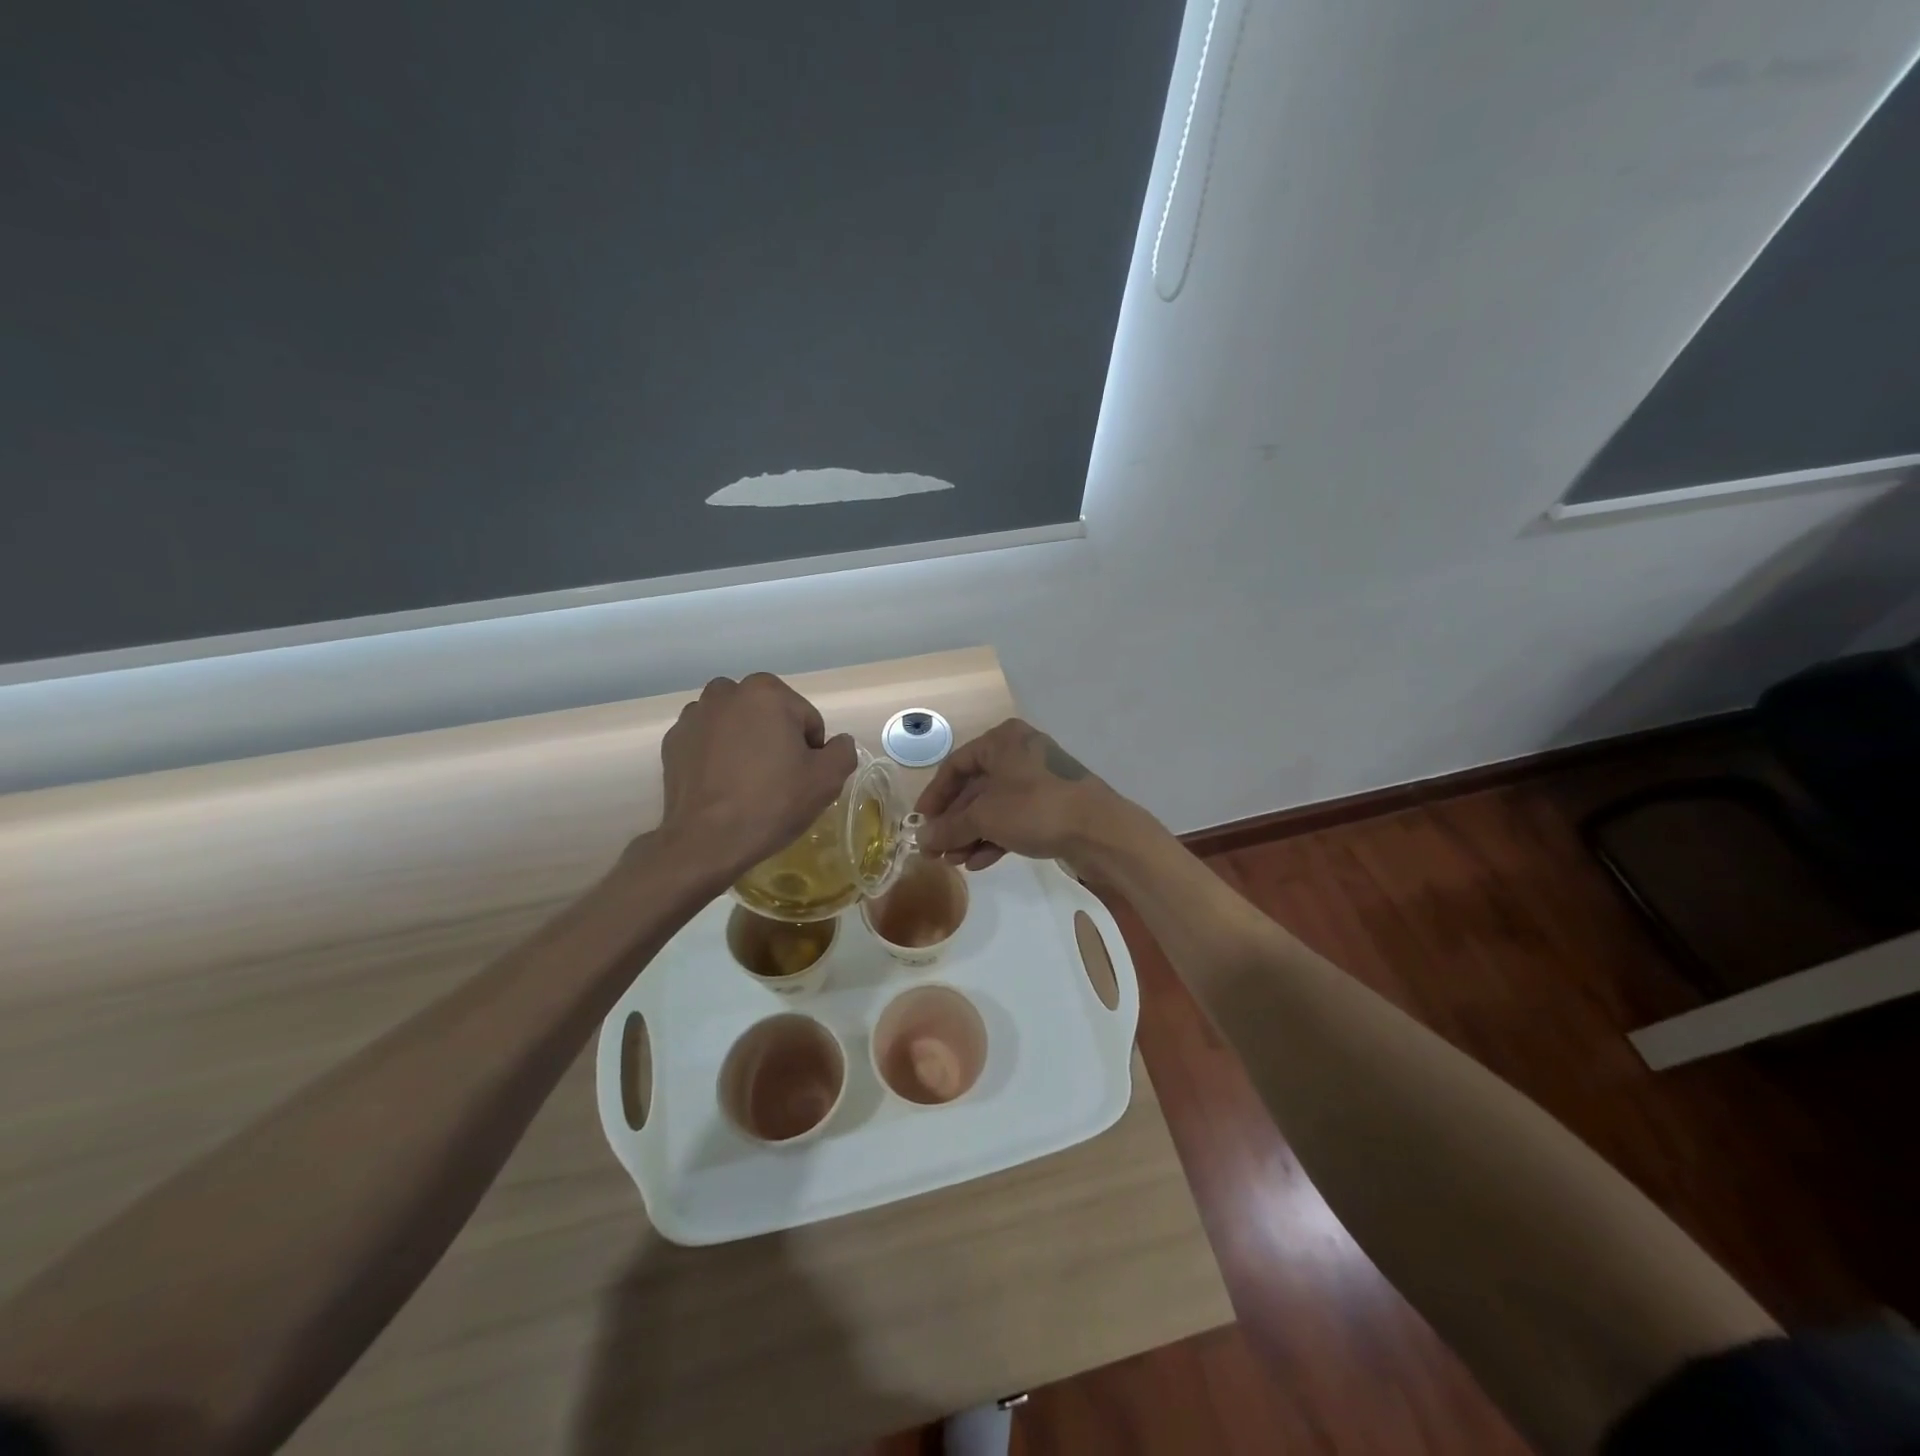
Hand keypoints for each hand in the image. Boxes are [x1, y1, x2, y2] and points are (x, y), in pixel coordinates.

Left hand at [655, 674, 857, 884]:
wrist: (707, 840)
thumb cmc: (772, 802)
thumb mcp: (827, 779)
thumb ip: (842, 751)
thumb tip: (837, 743)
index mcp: (767, 692)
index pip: (806, 719)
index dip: (811, 751)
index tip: (802, 778)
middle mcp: (726, 692)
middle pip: (768, 715)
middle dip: (776, 739)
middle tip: (777, 780)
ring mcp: (694, 715)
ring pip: (736, 725)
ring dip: (745, 743)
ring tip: (747, 783)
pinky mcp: (673, 741)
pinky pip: (708, 741)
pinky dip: (717, 755)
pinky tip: (722, 786)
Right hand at [913, 719, 1131, 874]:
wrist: (1100, 830)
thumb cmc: (1035, 808)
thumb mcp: (985, 817)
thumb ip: (950, 828)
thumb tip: (922, 840)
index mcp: (1002, 741)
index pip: (955, 765)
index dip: (934, 796)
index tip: (920, 824)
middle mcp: (1019, 753)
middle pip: (975, 789)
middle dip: (954, 822)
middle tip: (935, 850)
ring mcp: (1039, 780)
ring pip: (995, 806)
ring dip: (971, 834)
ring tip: (954, 862)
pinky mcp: (1053, 805)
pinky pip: (1014, 819)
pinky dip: (995, 838)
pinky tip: (978, 863)